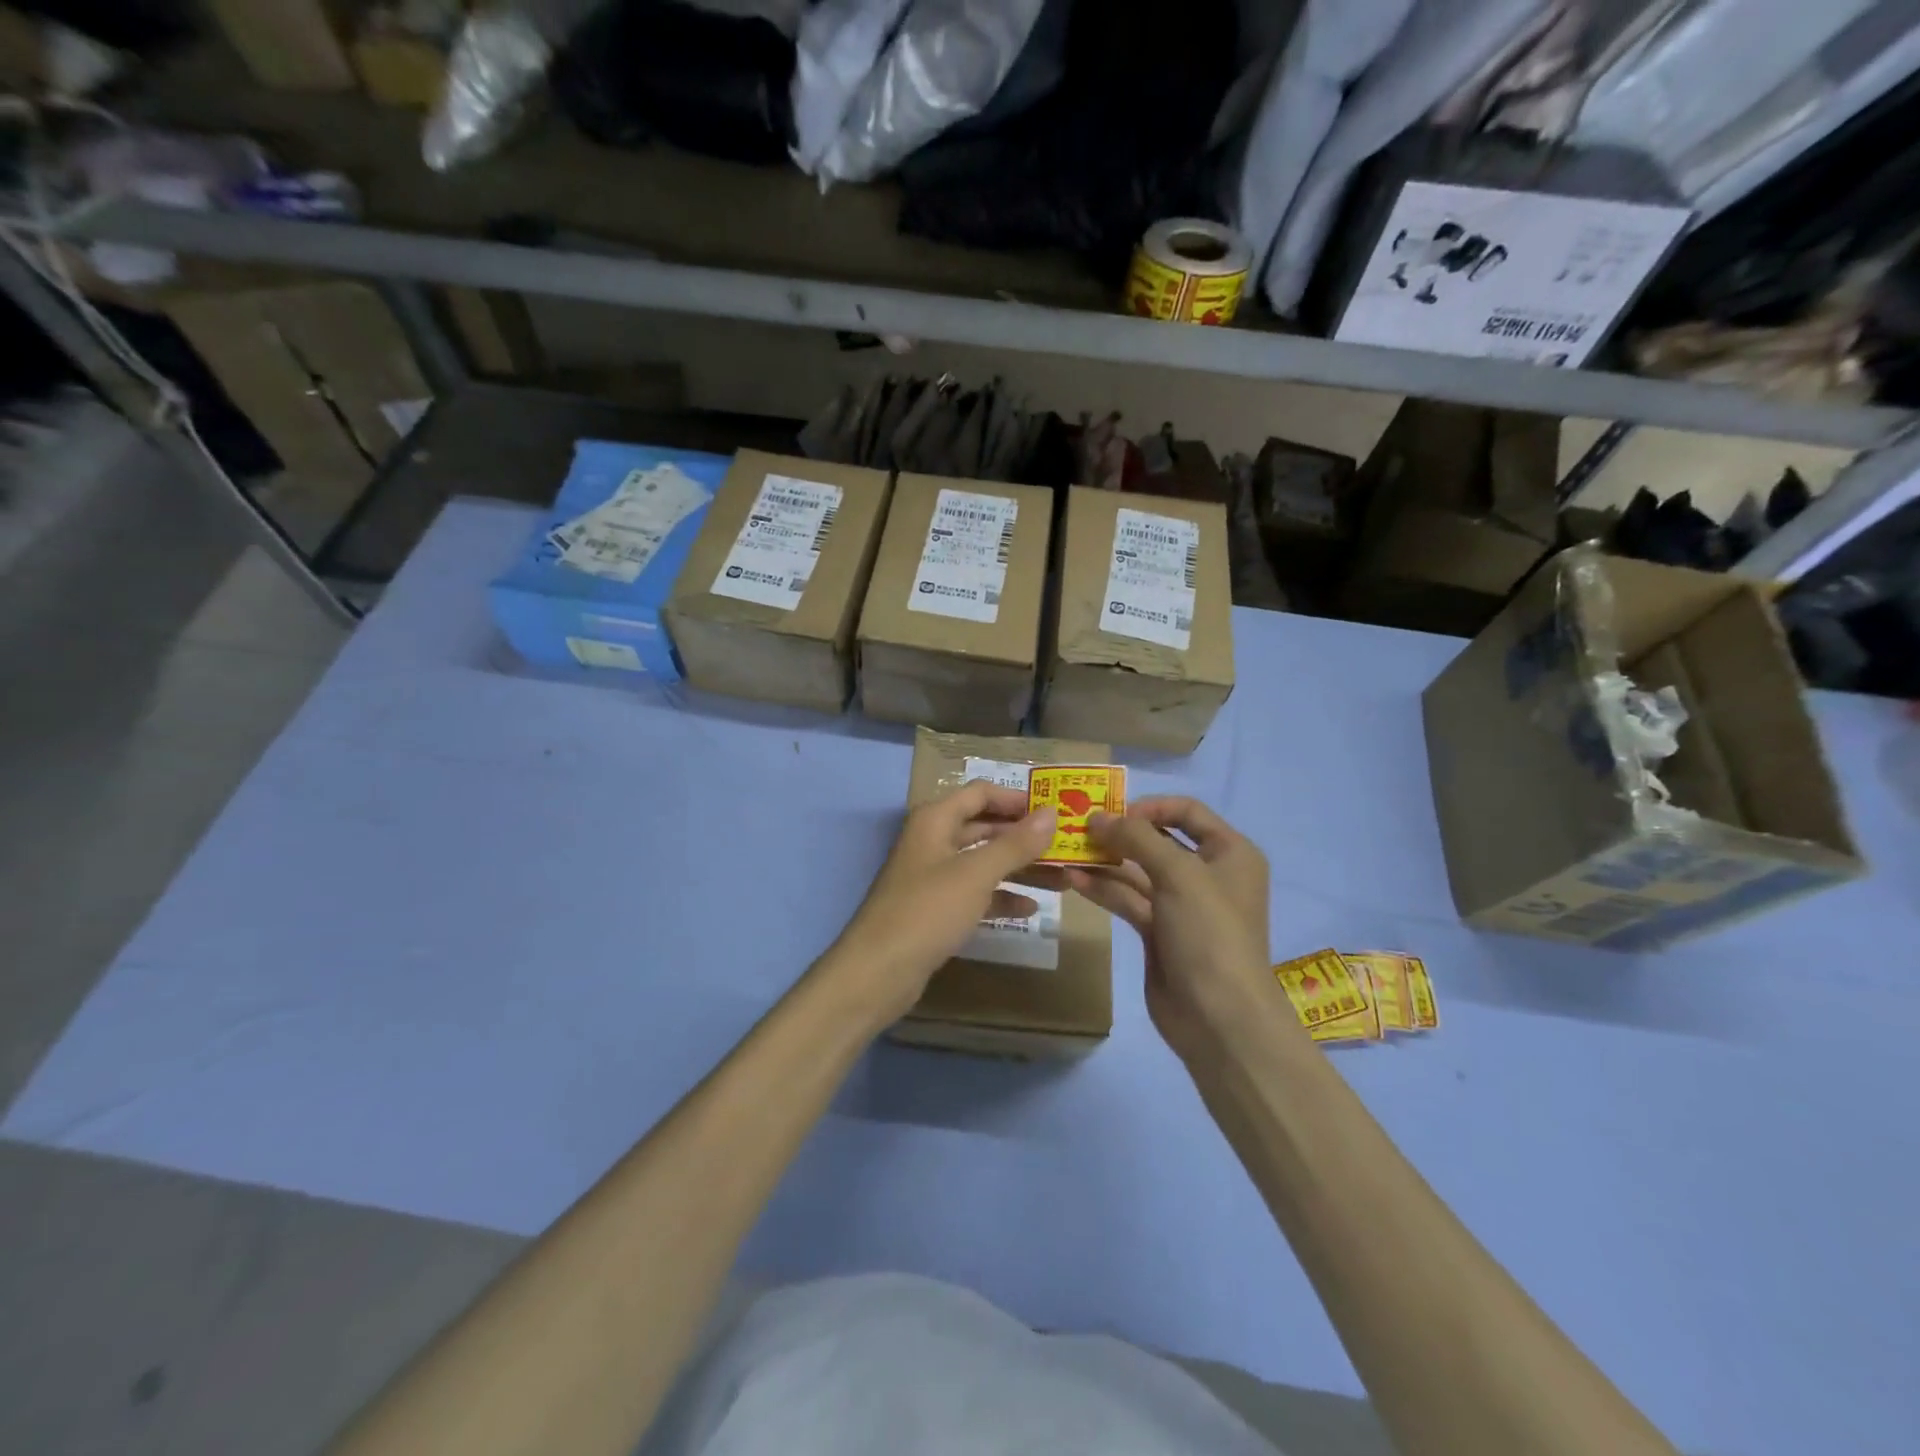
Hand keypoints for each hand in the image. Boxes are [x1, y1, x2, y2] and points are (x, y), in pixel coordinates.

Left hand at [823, 781, 1056, 1027]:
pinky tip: (1032, 908)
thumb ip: (1015, 843)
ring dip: (1020, 869)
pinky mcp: (936, 909)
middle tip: (1066, 846)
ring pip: (983, 862)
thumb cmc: (928, 911)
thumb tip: (1051, 813)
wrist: (878, 971)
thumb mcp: (976, 873)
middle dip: (1024, 837)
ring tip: (1062, 878)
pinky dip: (1001, 897)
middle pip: (985, 827)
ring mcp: (934, 876)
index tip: (1056, 810)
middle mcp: (933, 841)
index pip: (981, 793)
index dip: (1017, 798)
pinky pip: (976, 893)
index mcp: (936, 819)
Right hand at [1064, 797, 1288, 1061]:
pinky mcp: (1158, 931)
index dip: (1150, 806)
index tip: (1112, 811)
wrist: (1219, 1017)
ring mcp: (1181, 905)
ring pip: (1138, 871)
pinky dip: (1104, 888)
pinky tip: (1073, 878)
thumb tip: (1097, 817)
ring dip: (1105, 860)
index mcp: (1229, 852)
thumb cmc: (1209, 933)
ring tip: (1066, 849)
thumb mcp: (1178, 874)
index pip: (1187, 812)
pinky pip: (1128, 900)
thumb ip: (1136, 838)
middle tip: (1077, 826)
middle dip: (1120, 833)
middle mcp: (1207, 874)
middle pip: (1158, 840)